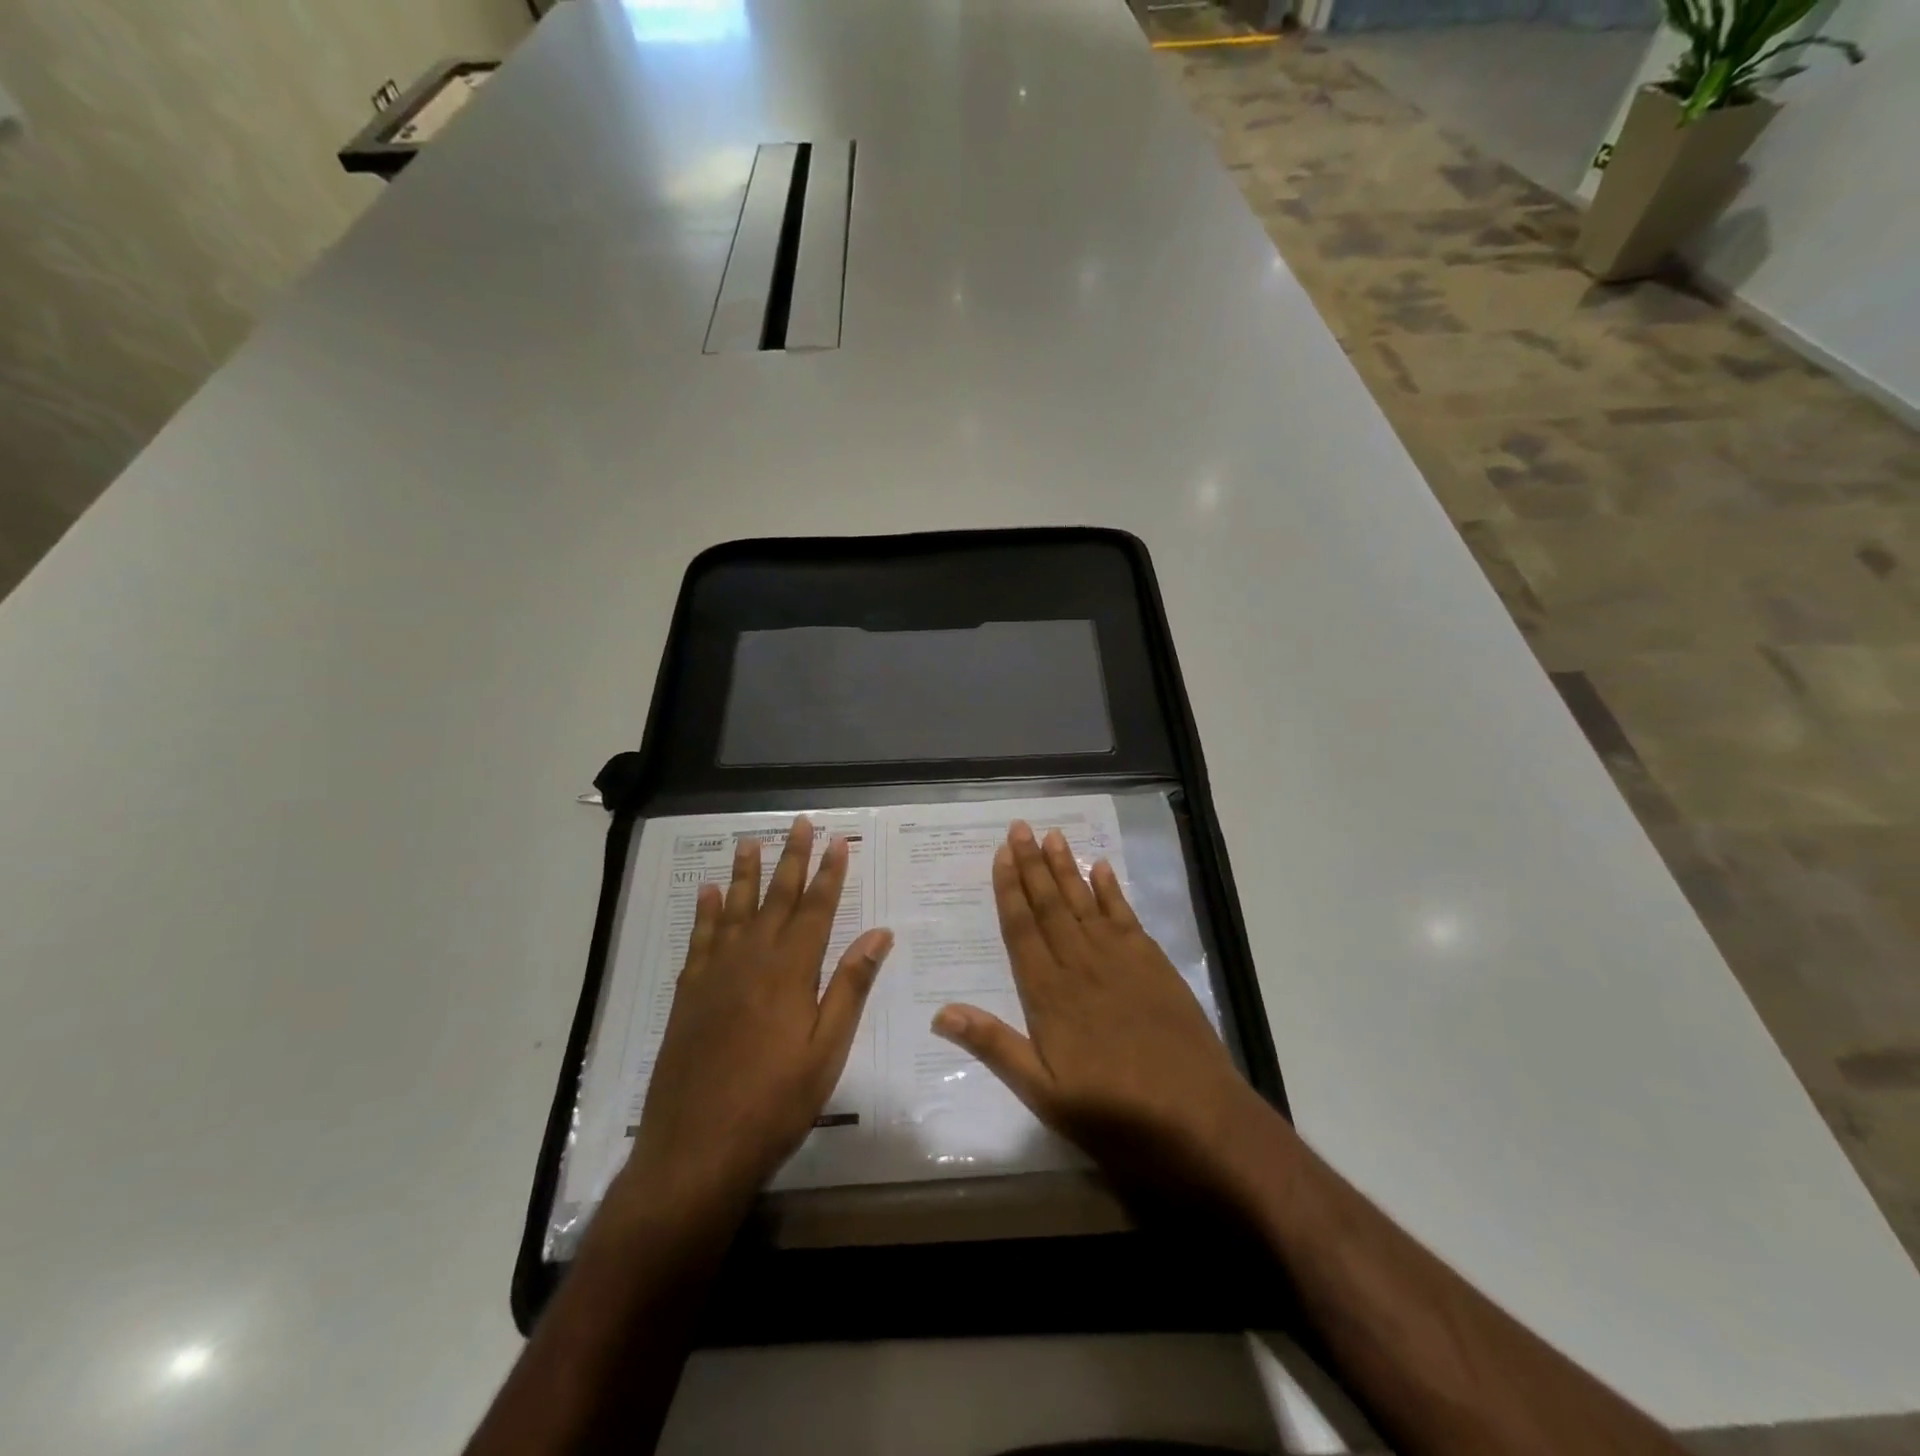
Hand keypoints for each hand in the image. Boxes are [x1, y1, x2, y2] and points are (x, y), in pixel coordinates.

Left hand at [612, 816, 892, 1221]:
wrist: (696, 1149)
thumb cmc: (775, 1103)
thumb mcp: (827, 1051)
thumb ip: (851, 987)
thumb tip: (879, 934)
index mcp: (791, 972)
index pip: (815, 909)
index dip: (829, 874)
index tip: (837, 841)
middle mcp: (751, 960)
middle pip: (775, 898)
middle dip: (791, 859)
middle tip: (799, 824)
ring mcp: (715, 975)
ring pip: (734, 910)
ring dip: (745, 874)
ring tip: (750, 841)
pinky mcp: (688, 994)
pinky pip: (700, 939)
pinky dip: (706, 912)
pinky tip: (709, 893)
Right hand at [931, 820, 1272, 1207]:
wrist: (1198, 1118)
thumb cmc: (1113, 1112)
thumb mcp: (1044, 1093)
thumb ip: (995, 1047)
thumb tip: (941, 1012)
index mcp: (1050, 994)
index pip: (1022, 929)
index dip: (1009, 889)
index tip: (1001, 855)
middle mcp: (1081, 964)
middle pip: (1050, 905)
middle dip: (1032, 864)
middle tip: (1019, 827)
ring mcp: (1121, 960)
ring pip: (1085, 902)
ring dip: (1067, 868)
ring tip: (1052, 836)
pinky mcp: (1154, 965)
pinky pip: (1126, 916)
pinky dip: (1112, 890)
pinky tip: (1102, 868)